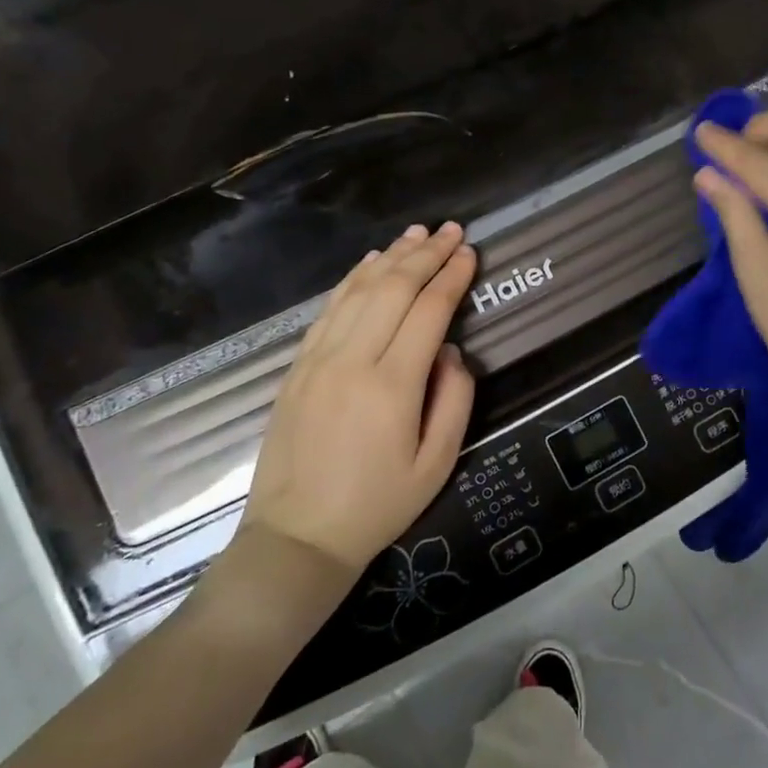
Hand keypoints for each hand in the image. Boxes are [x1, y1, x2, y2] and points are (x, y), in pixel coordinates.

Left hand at [239, 222, 477, 577]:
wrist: (297, 537)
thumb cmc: (377, 505)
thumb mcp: (437, 464)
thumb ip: (454, 399)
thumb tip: (451, 352)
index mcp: (392, 385)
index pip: (429, 310)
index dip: (453, 276)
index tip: (470, 252)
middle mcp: (352, 359)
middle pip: (394, 288)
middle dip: (427, 254)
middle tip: (452, 230)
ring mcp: (318, 359)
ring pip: (359, 290)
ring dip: (392, 257)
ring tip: (417, 233)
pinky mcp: (298, 367)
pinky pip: (329, 309)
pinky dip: (354, 279)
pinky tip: (371, 262)